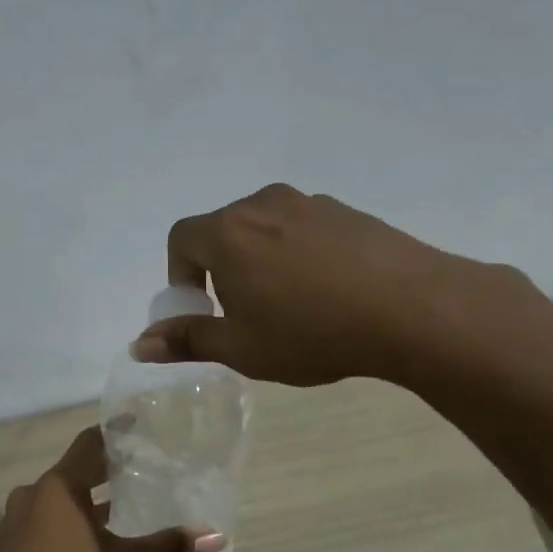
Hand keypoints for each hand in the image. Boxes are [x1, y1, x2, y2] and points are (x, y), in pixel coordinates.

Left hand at [0, 426, 225, 551]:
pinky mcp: (10, 545)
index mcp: (58, 487)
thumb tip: (216, 535)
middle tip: (140, 467)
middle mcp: (32, 494)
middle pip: (74, 470)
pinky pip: (45, 519)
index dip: (115, 432)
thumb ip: (168, 546)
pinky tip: (91, 538)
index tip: (137, 424)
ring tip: (122, 504)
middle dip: (104, 469)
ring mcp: (16, 521)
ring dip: (87, 498)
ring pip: (58, 498)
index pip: (89, 443)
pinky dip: (69, 519)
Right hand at [135, 183, 535, 387]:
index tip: (202, 308)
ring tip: (288, 305)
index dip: (180, 274)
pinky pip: (304, 229)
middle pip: (223, 229)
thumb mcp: (241, 348)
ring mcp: (310, 203)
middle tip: (243, 313)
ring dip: (260, 261)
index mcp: (228, 233)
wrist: (412, 308)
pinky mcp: (347, 212)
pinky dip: (298, 255)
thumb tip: (140, 344)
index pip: (180, 238)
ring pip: (265, 228)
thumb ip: (187, 340)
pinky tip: (327, 293)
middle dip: (220, 269)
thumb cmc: (311, 332)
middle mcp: (264, 204)